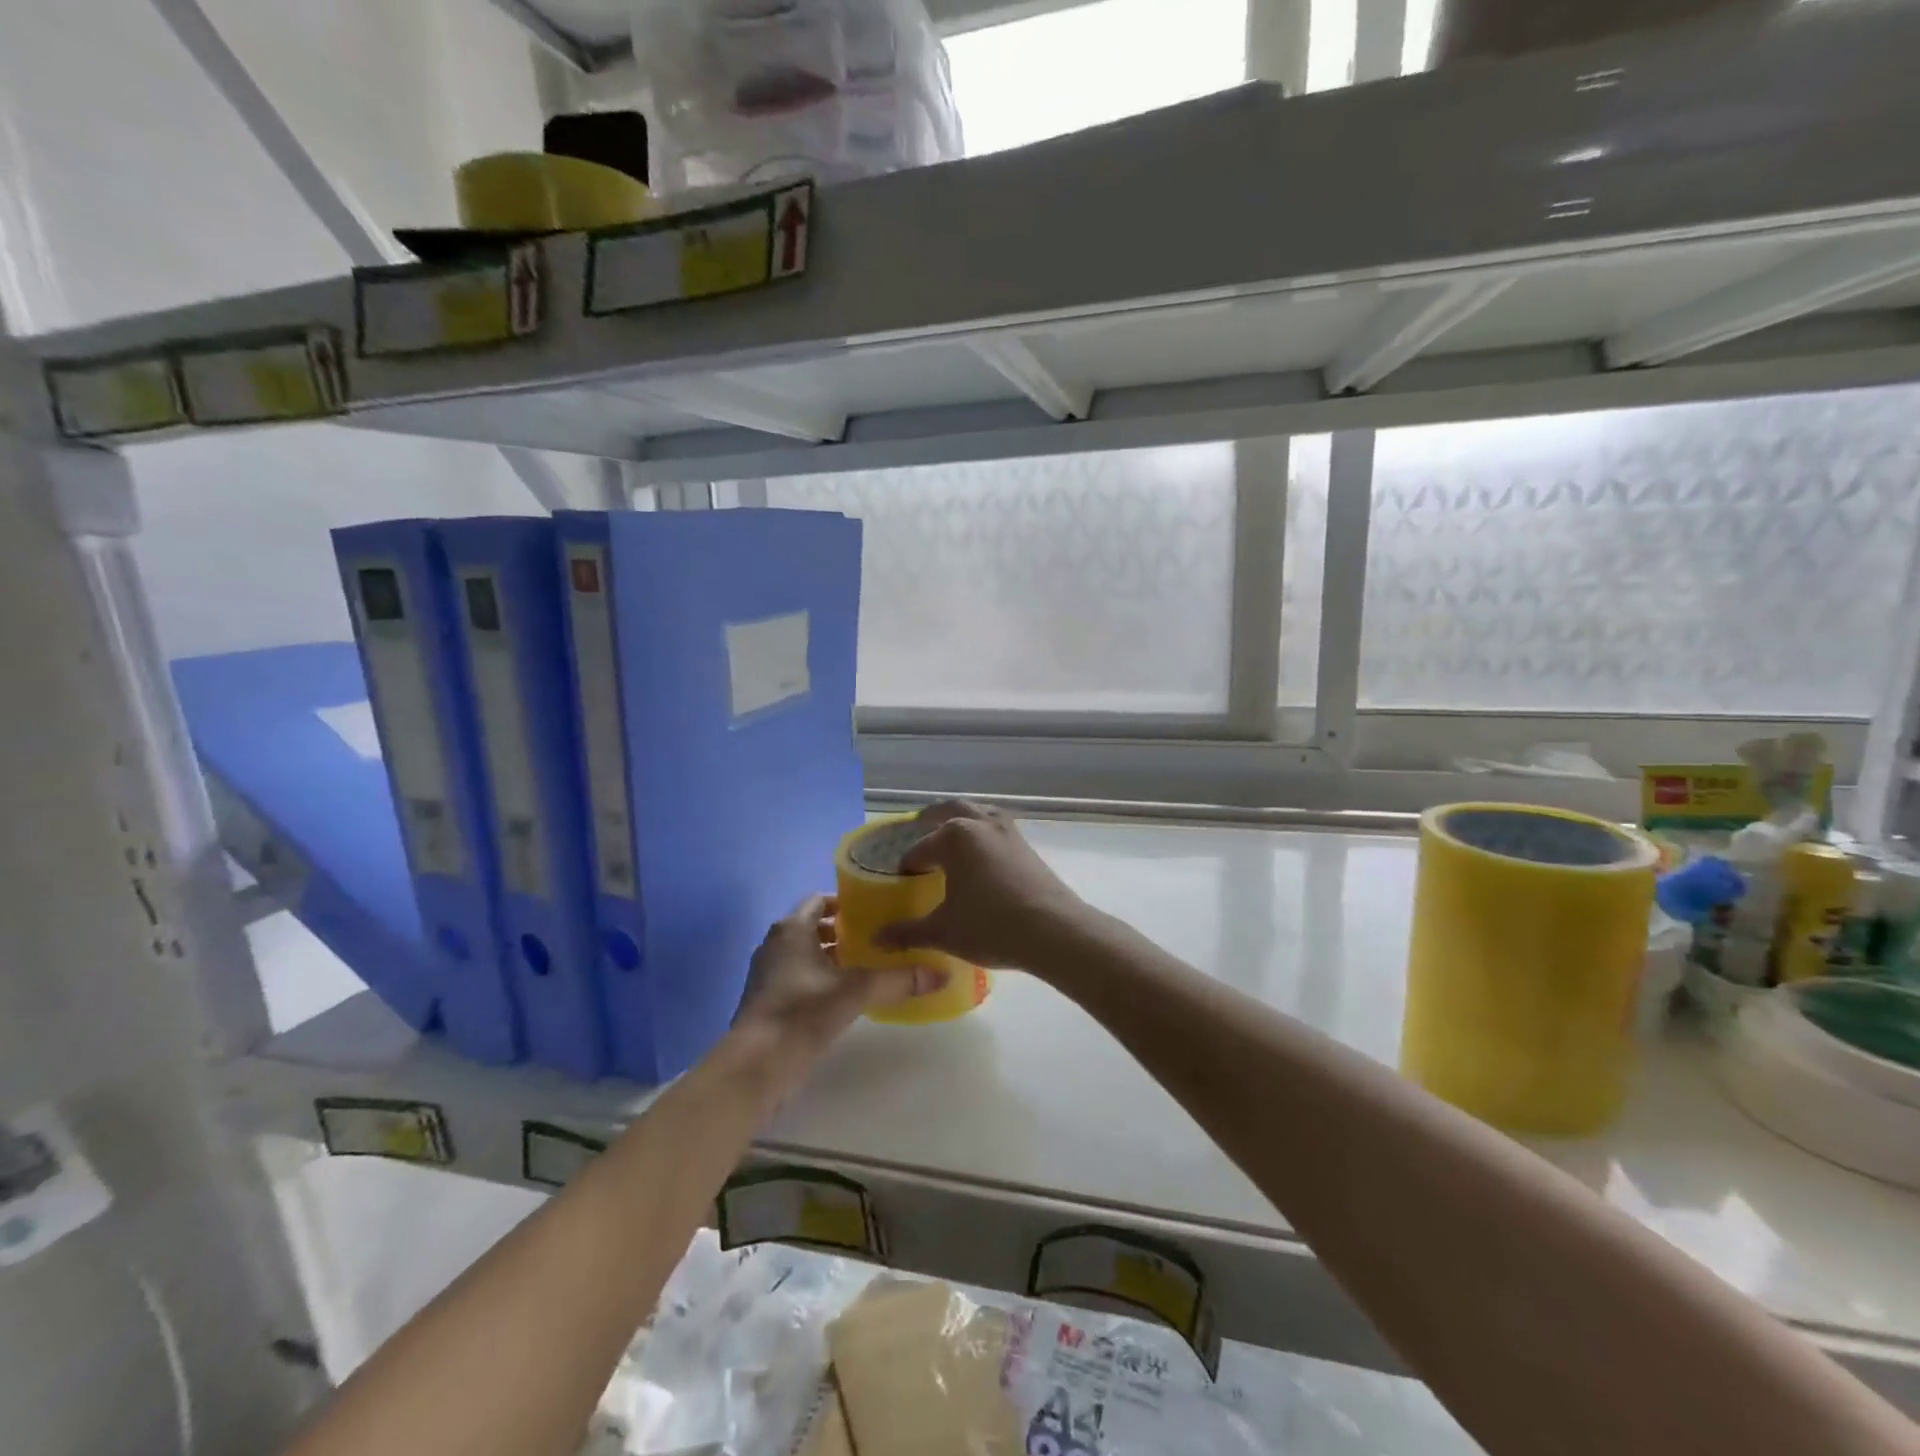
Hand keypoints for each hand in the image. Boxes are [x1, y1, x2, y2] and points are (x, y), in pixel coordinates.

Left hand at [733, 894, 946, 1058]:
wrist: (755, 1067)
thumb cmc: (802, 1013)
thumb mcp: (856, 992)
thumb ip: (898, 980)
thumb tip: (943, 973)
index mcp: (792, 929)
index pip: (820, 900)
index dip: (847, 902)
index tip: (877, 911)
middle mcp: (776, 944)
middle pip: (814, 927)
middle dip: (845, 932)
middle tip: (881, 939)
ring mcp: (768, 975)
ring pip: (806, 955)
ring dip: (833, 958)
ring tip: (869, 967)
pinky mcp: (768, 1002)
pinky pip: (799, 978)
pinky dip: (821, 979)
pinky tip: (846, 997)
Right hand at [873, 802, 1090, 970]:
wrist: (1054, 931)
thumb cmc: (991, 926)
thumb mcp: (943, 931)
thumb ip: (908, 932)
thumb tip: (877, 938)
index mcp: (954, 838)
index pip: (920, 849)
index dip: (907, 866)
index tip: (901, 882)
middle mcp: (980, 824)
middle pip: (949, 811)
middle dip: (931, 820)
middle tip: (918, 832)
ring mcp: (1007, 831)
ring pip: (978, 814)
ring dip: (961, 819)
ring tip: (951, 836)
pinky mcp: (1026, 845)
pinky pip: (997, 828)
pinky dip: (983, 832)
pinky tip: (982, 856)